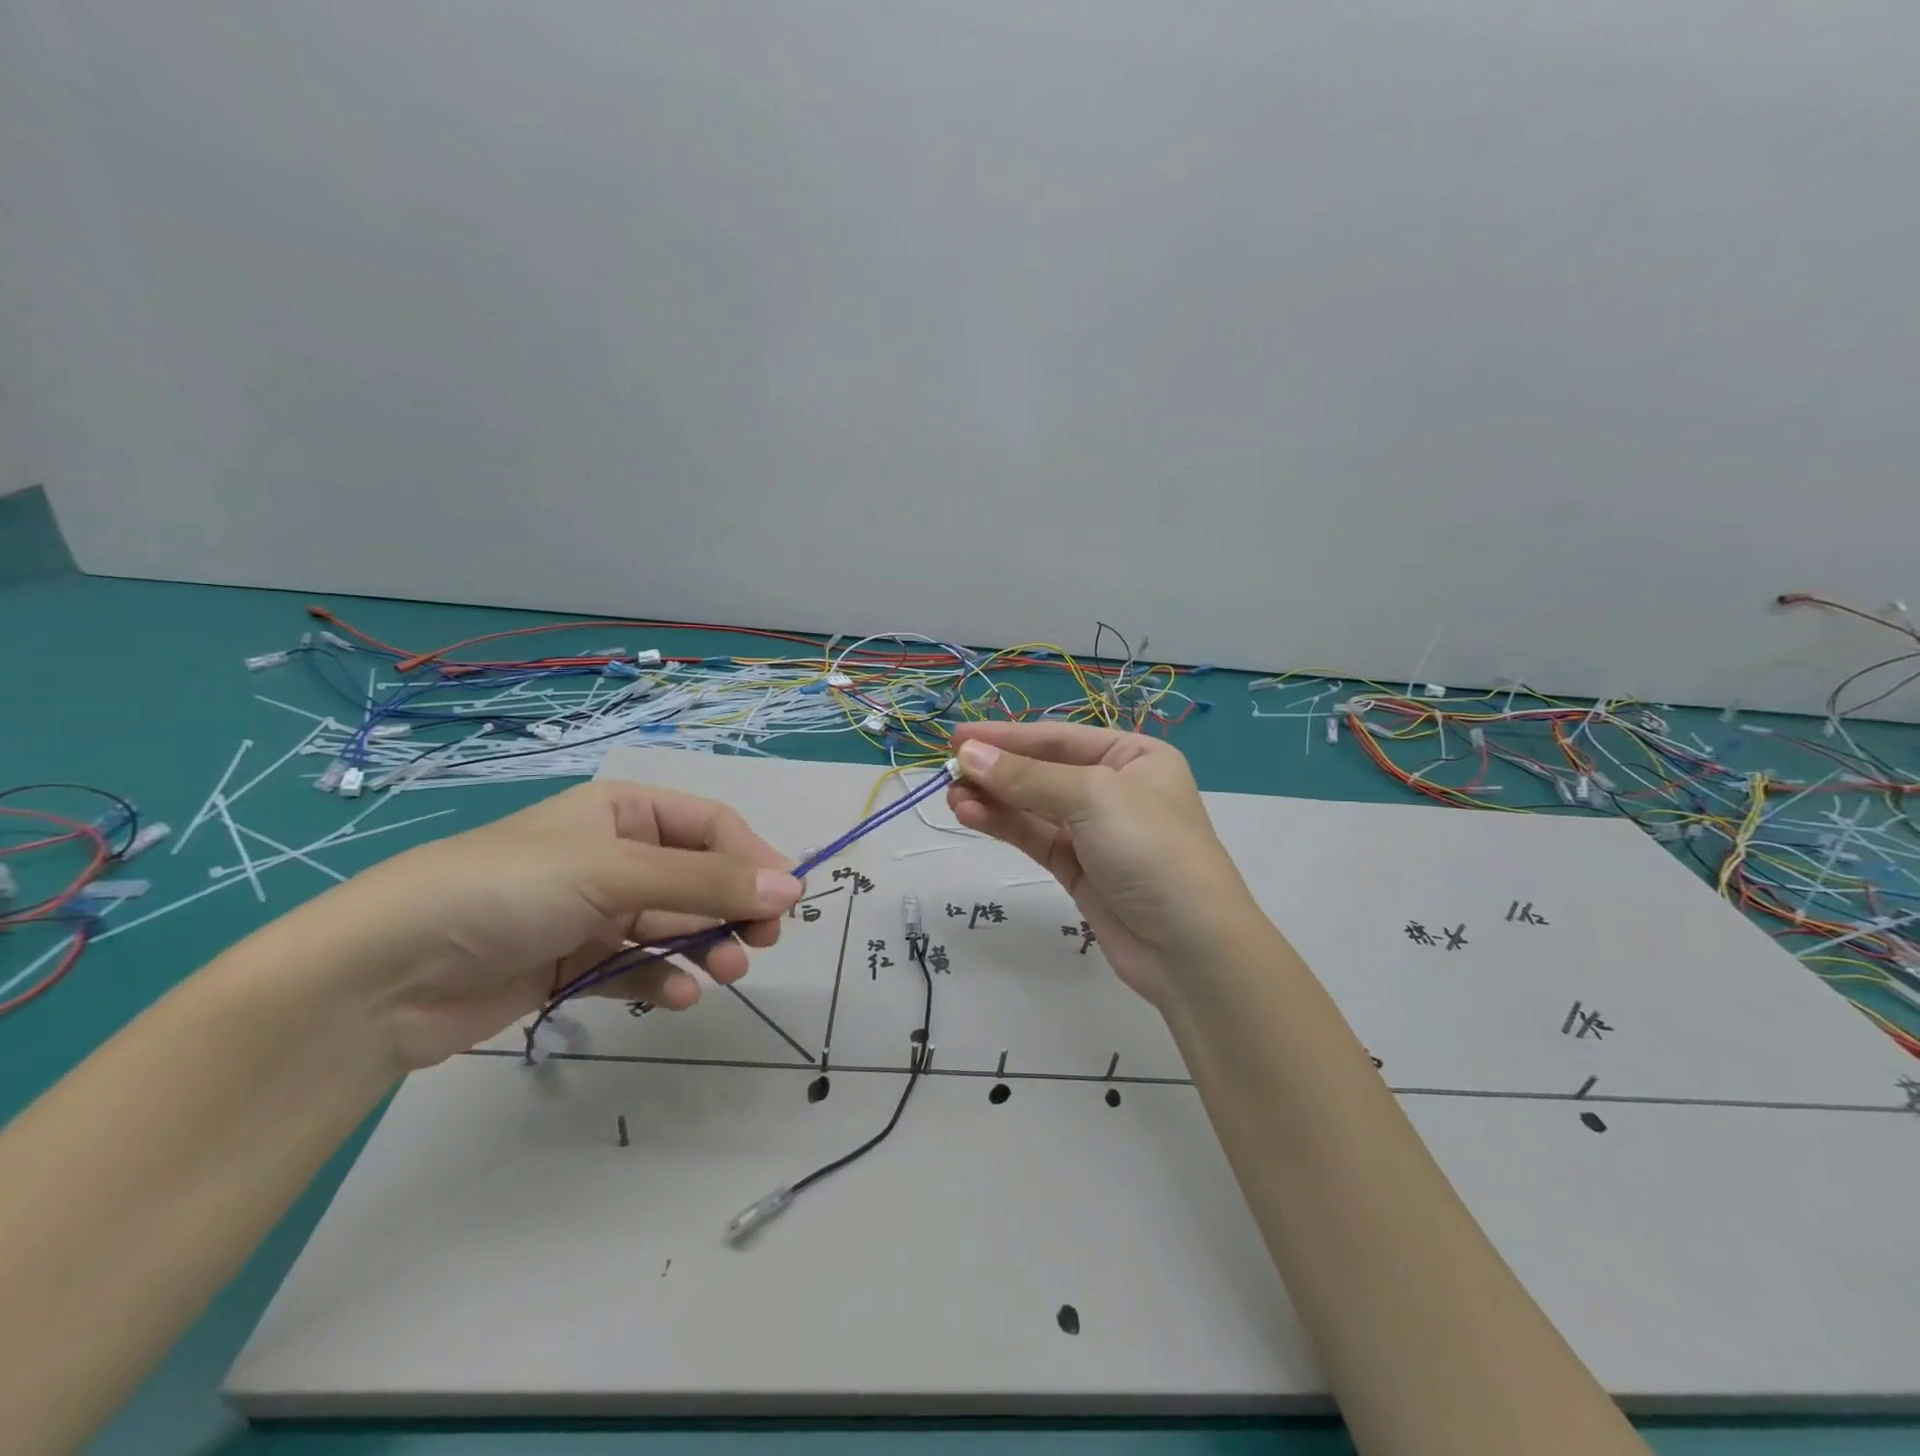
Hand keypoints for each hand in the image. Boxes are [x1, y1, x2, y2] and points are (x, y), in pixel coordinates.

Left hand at [270, 781, 802, 1071]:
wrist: (383, 975)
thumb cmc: (507, 890)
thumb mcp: (614, 874)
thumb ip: (706, 882)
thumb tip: (792, 888)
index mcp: (622, 812)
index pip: (710, 826)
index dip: (751, 858)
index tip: (785, 899)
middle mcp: (613, 856)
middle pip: (697, 876)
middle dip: (732, 907)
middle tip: (762, 941)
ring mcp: (594, 911)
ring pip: (673, 924)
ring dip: (705, 946)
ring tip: (726, 972)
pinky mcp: (573, 963)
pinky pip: (637, 966)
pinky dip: (662, 980)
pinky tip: (677, 997)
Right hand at [947, 721, 1262, 1008]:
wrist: (1189, 947)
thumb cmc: (1151, 849)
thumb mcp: (1093, 798)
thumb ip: (1027, 777)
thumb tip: (969, 753)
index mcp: (1134, 756)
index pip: (1059, 737)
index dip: (1007, 736)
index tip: (958, 738)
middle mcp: (1114, 788)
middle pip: (1042, 770)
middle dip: (997, 769)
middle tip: (948, 769)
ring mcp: (1094, 830)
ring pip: (1033, 805)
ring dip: (993, 798)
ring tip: (952, 796)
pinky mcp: (1077, 868)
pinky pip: (1034, 836)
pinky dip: (1003, 824)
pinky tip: (971, 815)